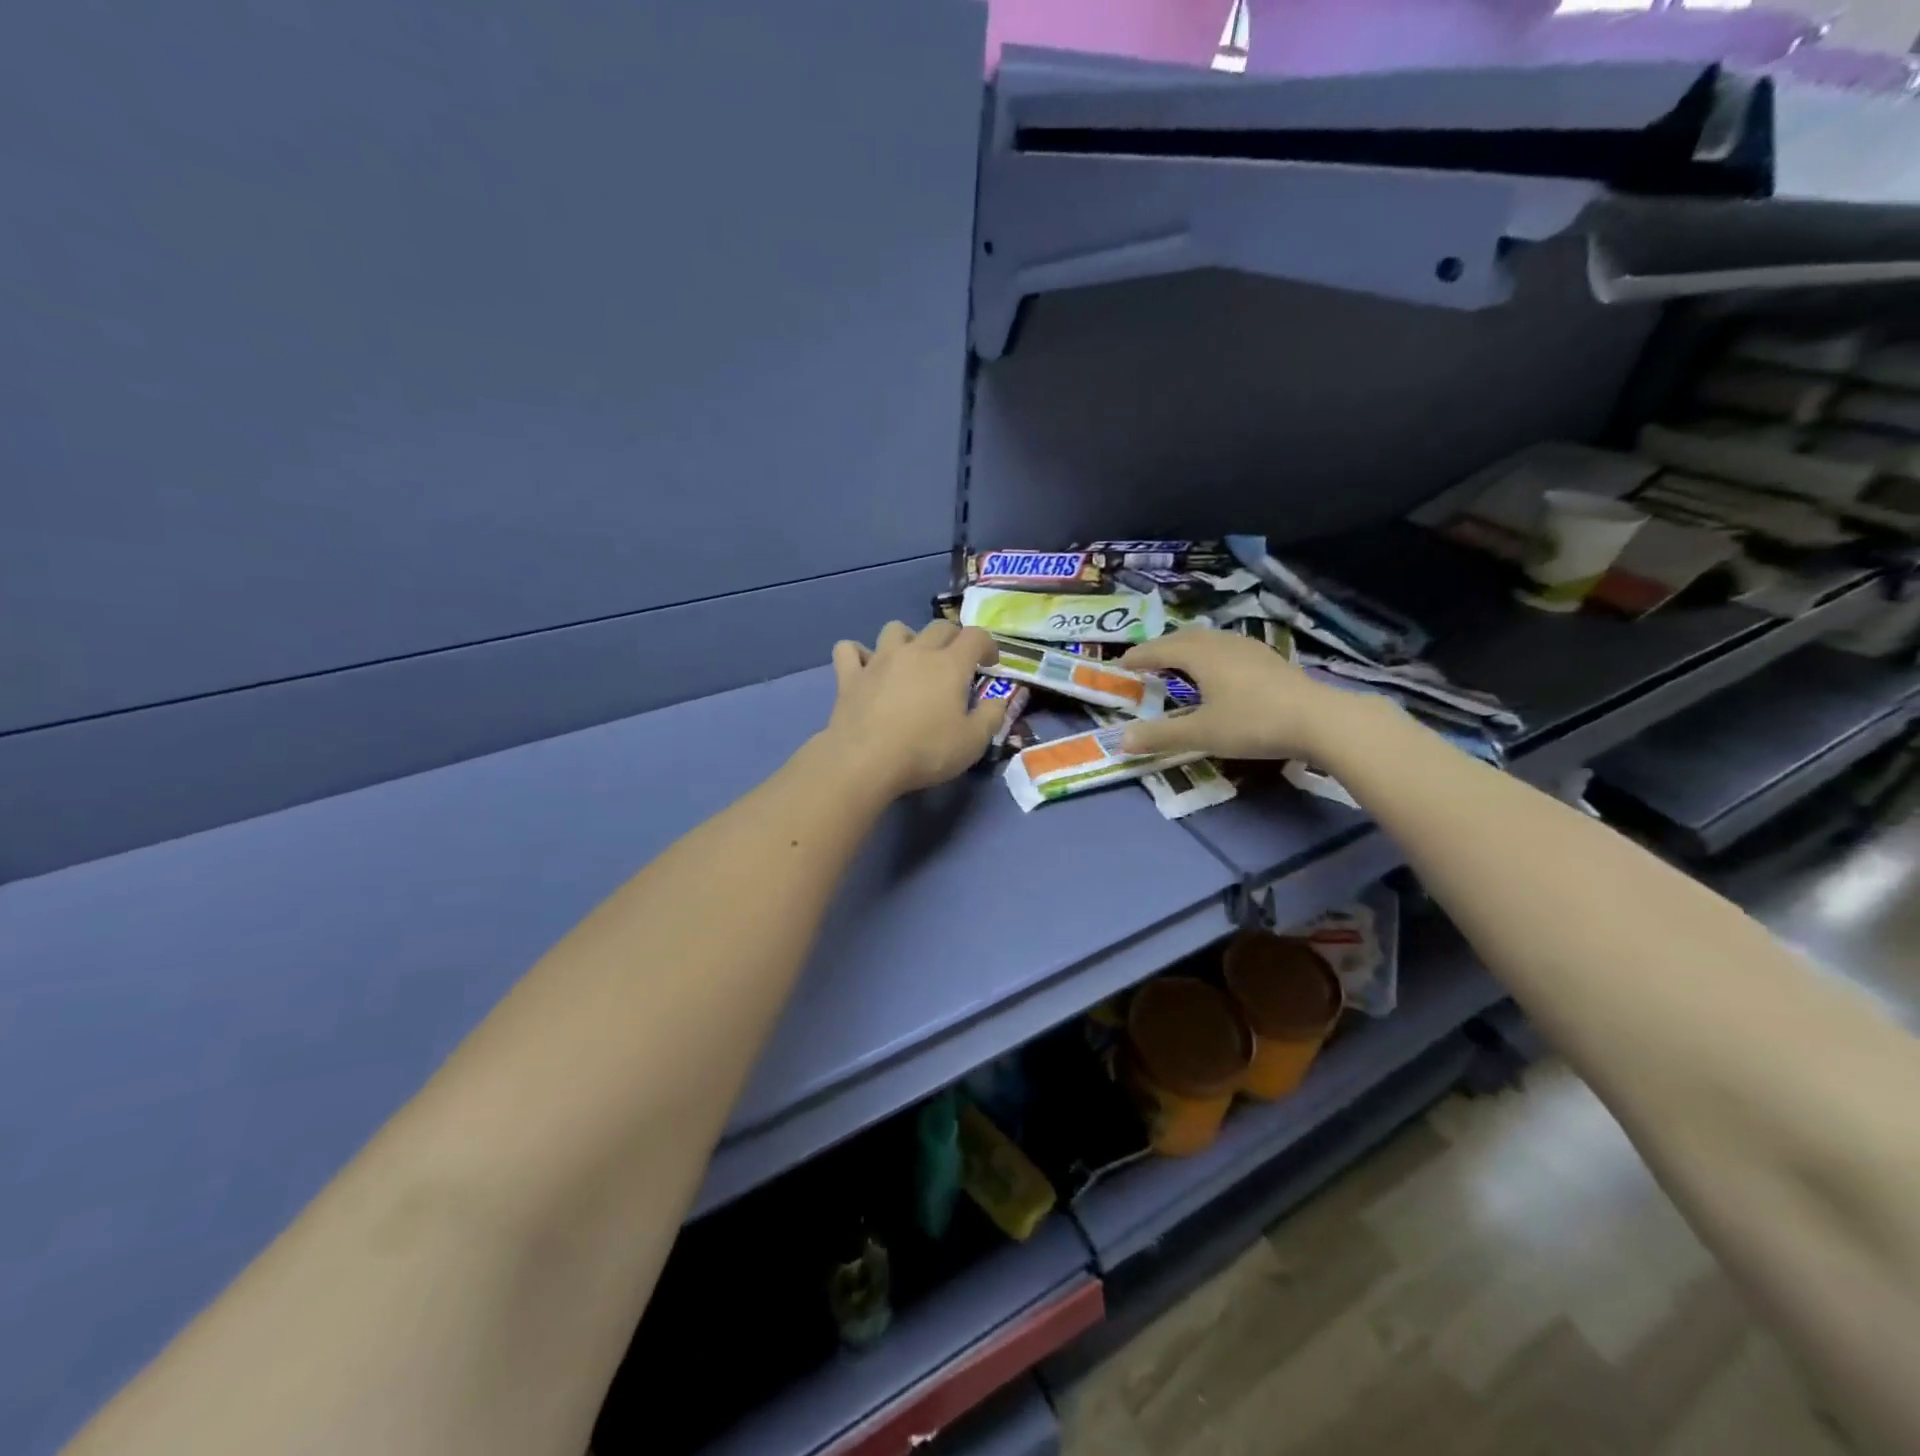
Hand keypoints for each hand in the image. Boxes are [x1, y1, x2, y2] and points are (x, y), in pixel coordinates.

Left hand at [819, 621, 1006, 799]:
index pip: (975, 636)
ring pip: (894, 629)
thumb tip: (998, 700)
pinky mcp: (850, 676)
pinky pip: (849, 650)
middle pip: (938, 627)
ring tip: (911, 659)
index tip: (990, 663)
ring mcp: (879, 660)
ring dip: (907, 638)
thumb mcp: (973, 742)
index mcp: (949, 665)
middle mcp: (915, 652)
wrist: (865, 761)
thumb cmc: (925, 752)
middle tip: (956, 662)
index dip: (987, 644)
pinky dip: (858, 654)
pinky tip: (865, 667)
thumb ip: (991, 717)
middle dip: (953, 638)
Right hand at [1116, 629, 1357, 759]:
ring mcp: (1249, 649)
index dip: (1138, 656)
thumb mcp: (1202, 734)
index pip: (1160, 649)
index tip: (1121, 664)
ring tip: (1178, 665)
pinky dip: (1210, 656)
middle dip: (1161, 648)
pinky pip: (1227, 649)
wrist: (1320, 720)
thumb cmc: (1253, 723)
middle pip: (1184, 638)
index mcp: (1201, 655)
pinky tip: (1219, 673)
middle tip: (1146, 663)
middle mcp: (1223, 644)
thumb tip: (1121, 740)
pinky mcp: (1269, 660)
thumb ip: (1161, 736)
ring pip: (1209, 640)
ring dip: (1187, 649)